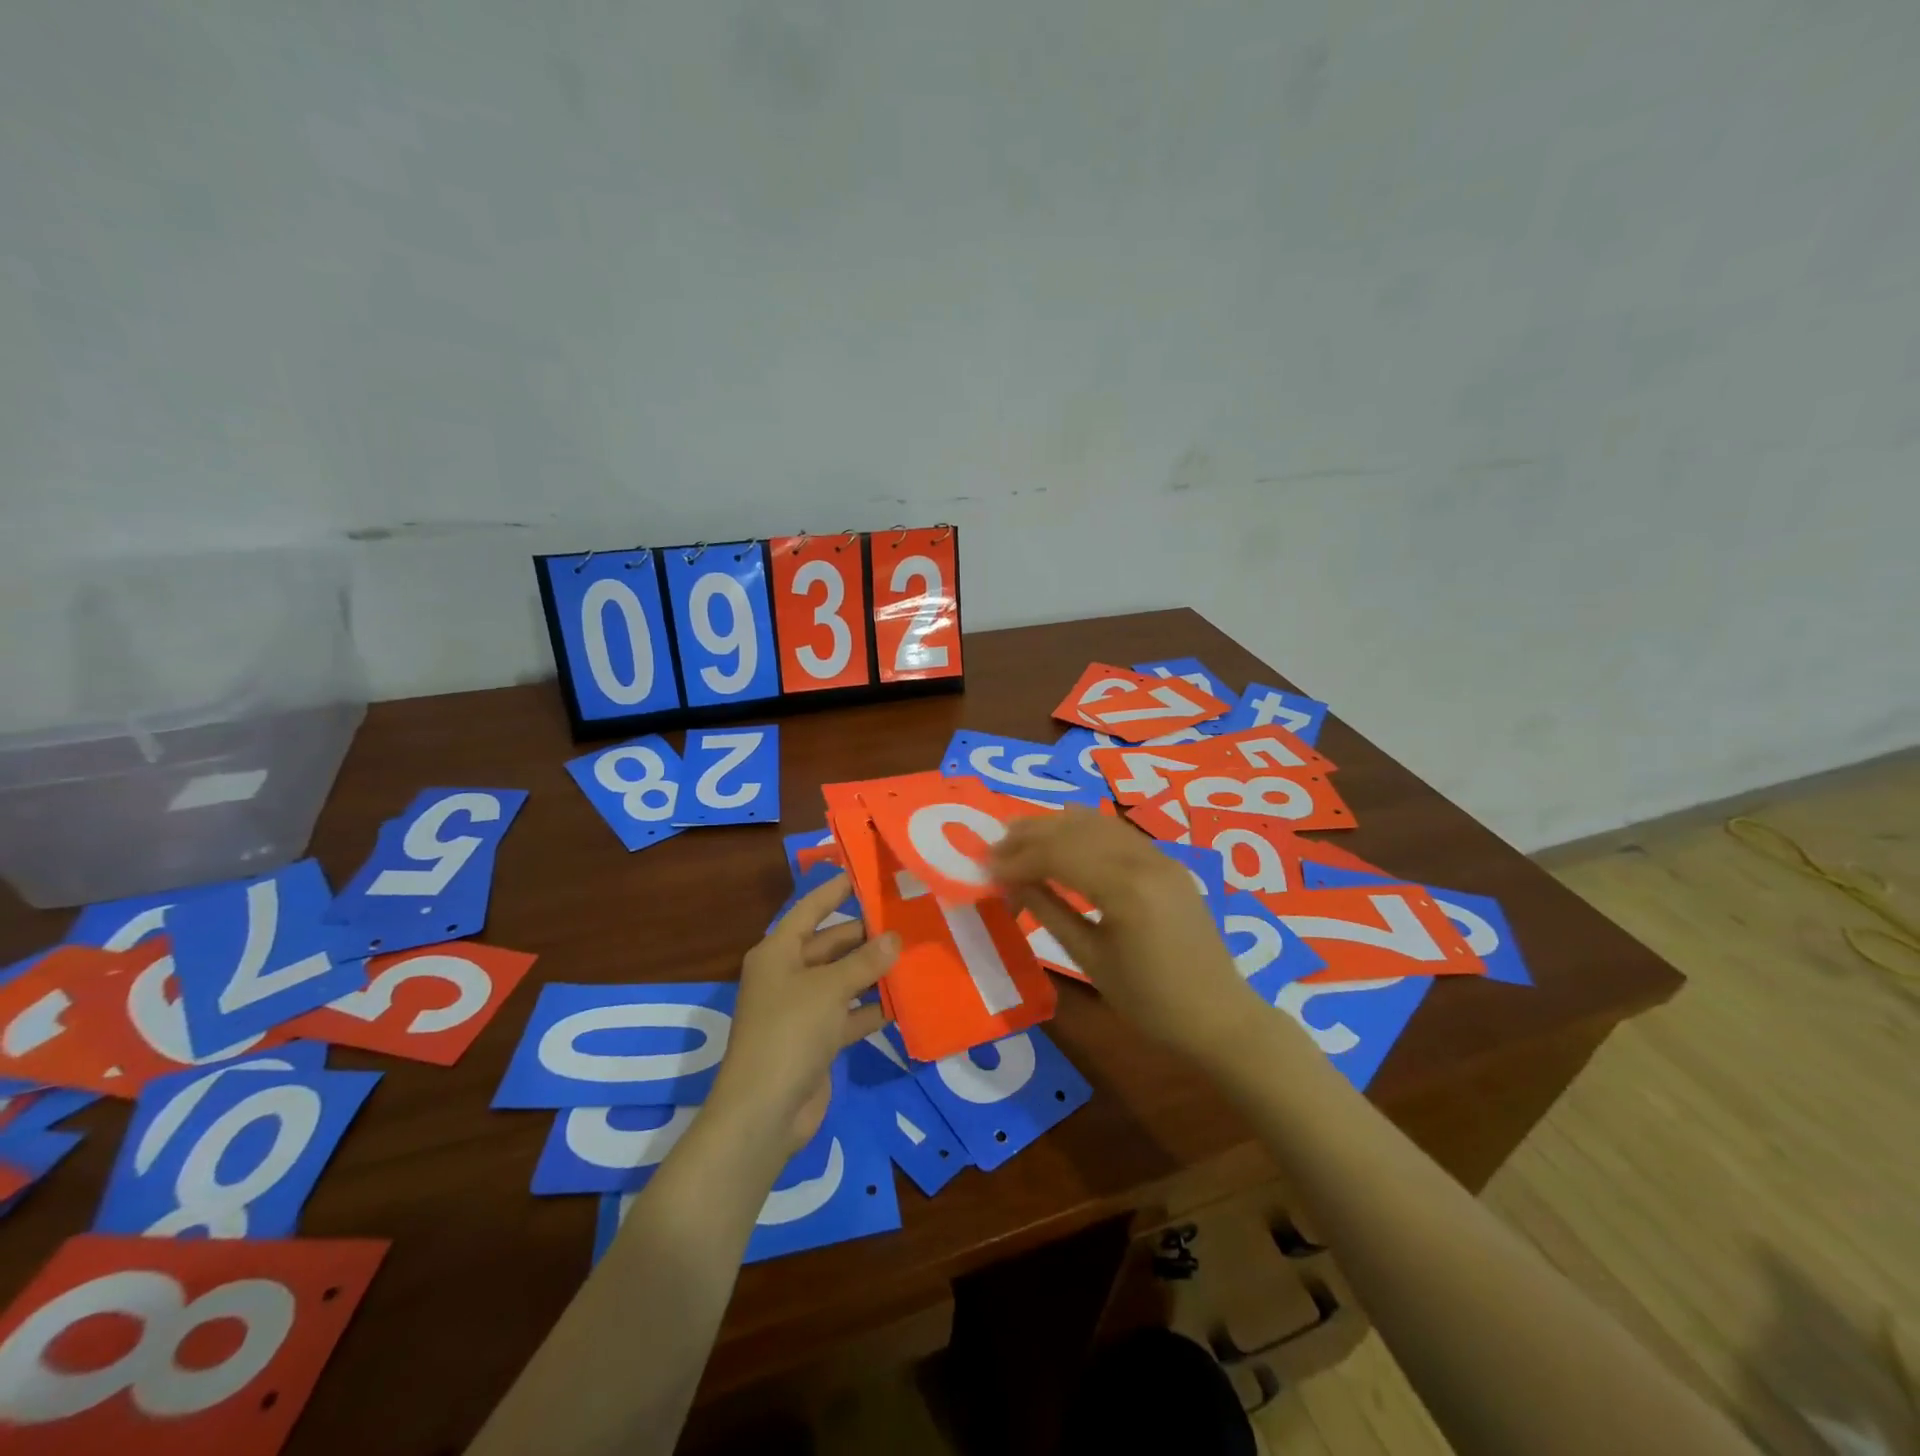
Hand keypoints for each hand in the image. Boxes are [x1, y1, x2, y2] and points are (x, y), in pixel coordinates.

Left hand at [709, 873, 900, 1155]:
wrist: (764, 1112)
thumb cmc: (790, 1032)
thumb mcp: (829, 989)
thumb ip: (864, 962)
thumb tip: (894, 937)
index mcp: (778, 952)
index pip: (810, 909)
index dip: (835, 890)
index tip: (865, 873)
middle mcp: (788, 975)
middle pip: (831, 944)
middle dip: (866, 936)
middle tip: (908, 919)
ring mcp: (802, 1009)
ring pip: (843, 980)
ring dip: (874, 972)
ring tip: (916, 955)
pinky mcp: (816, 1040)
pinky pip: (849, 1014)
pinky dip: (872, 1009)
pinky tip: (906, 1001)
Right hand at [991, 809, 1264, 1059]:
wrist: (1219, 1016)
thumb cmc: (1150, 1002)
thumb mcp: (1090, 959)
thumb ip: (1049, 911)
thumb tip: (1010, 881)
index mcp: (1124, 889)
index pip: (1058, 855)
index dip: (1017, 858)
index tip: (985, 867)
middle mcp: (1143, 860)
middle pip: (1075, 830)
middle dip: (1030, 834)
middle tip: (994, 847)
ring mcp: (1159, 857)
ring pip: (1097, 824)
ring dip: (1055, 826)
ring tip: (1020, 837)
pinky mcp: (1167, 862)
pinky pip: (1117, 833)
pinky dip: (1084, 830)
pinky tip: (1064, 836)